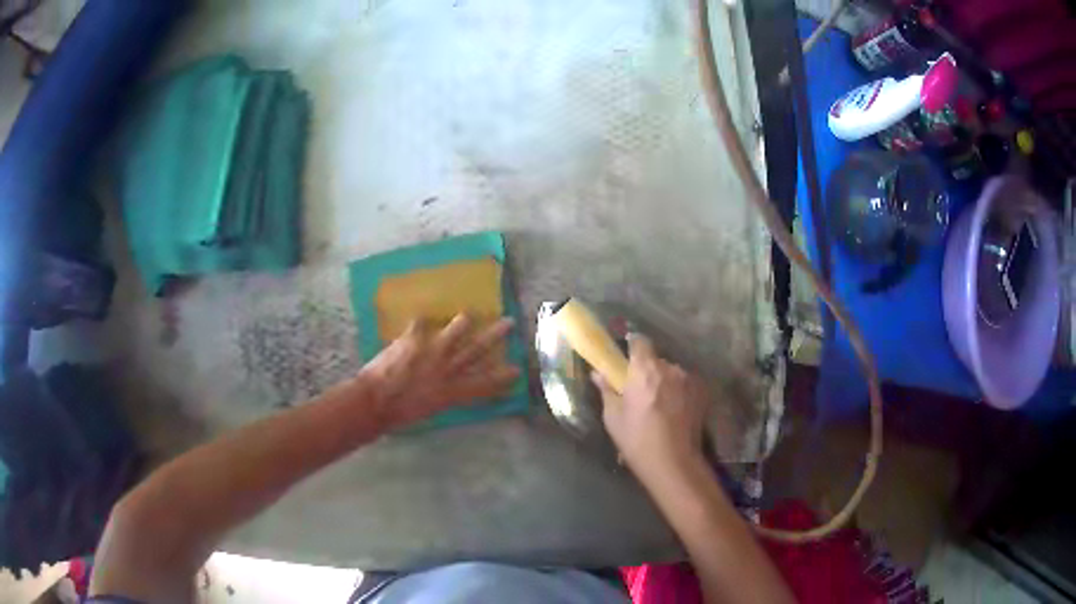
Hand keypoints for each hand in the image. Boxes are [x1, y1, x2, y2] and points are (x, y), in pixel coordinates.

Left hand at [359, 314, 519, 428]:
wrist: (375, 401)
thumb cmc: (399, 414)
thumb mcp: (429, 410)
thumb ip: (441, 396)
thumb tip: (444, 388)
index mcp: (451, 392)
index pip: (483, 384)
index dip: (501, 378)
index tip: (517, 370)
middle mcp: (446, 370)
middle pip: (476, 351)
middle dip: (494, 336)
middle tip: (509, 322)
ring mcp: (431, 352)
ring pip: (454, 332)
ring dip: (462, 323)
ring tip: (468, 315)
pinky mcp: (413, 340)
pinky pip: (419, 325)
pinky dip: (419, 322)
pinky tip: (420, 317)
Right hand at [593, 334, 708, 479]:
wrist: (674, 463)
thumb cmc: (637, 440)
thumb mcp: (613, 417)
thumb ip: (607, 390)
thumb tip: (598, 374)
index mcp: (645, 369)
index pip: (640, 341)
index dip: (633, 347)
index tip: (626, 360)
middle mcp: (670, 368)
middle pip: (656, 360)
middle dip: (648, 371)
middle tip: (639, 392)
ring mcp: (689, 380)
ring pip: (672, 374)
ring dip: (665, 383)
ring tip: (659, 407)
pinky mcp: (702, 393)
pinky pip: (685, 386)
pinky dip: (679, 393)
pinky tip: (674, 413)